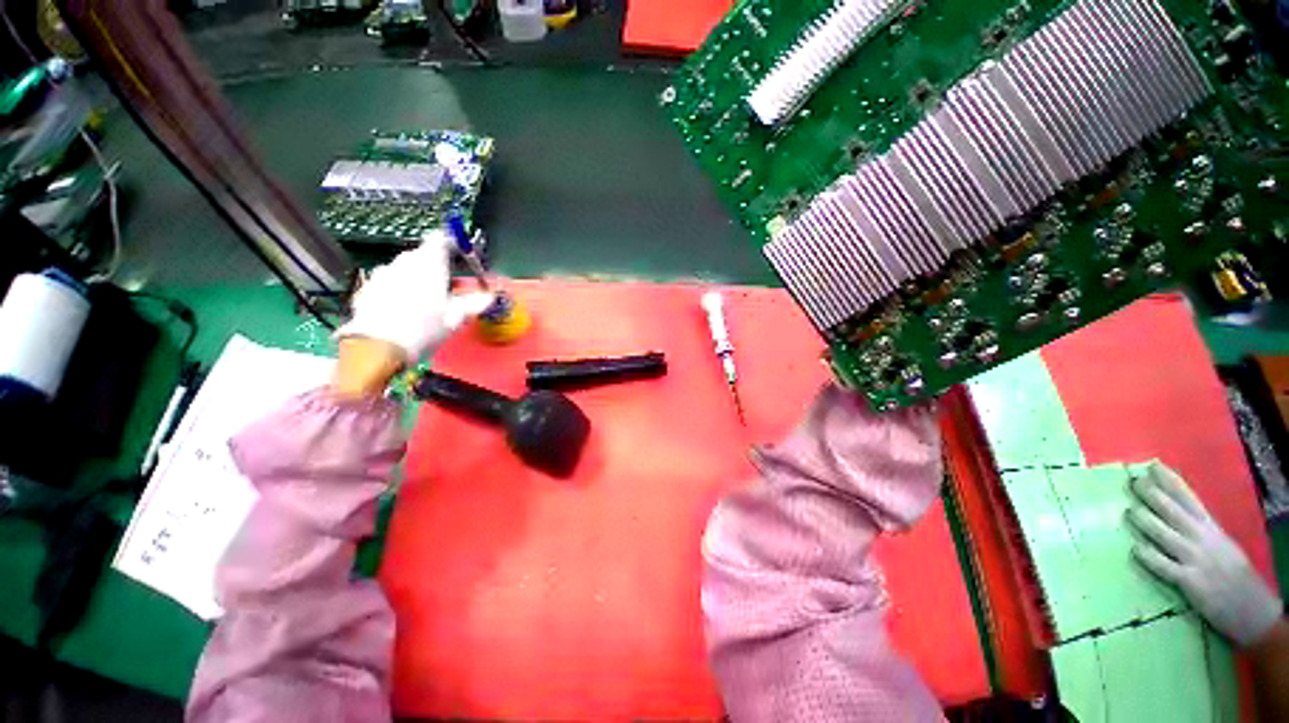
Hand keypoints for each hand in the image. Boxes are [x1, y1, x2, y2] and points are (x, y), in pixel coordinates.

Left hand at [335, 230, 492, 363]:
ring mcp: (384, 272)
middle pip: (423, 255)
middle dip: (436, 266)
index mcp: (430, 263)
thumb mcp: (456, 317)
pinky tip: (404, 309)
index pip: (440, 239)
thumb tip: (489, 296)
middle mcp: (405, 261)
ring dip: (417, 278)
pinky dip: (399, 289)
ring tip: (425, 301)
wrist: (378, 346)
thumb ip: (475, 303)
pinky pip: (390, 281)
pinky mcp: (369, 286)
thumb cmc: (424, 328)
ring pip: (405, 268)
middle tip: (447, 286)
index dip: (452, 245)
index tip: (460, 256)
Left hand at [1127, 463, 1282, 647]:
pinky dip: (1149, 556)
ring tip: (1129, 510)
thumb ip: (1201, 530)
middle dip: (1153, 495)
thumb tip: (1174, 514)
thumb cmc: (1237, 577)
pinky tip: (1135, 548)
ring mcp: (1197, 561)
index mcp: (1213, 530)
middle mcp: (1204, 540)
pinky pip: (1164, 566)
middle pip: (1174, 512)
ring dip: (1146, 521)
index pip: (1190, 499)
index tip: (1153, 465)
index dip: (1171, 482)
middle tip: (1133, 482)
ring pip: (1165, 534)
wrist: (1257, 613)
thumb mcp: (1223, 545)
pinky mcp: (1191, 583)